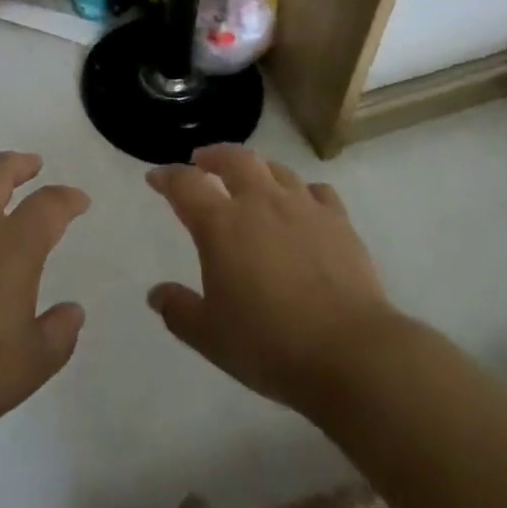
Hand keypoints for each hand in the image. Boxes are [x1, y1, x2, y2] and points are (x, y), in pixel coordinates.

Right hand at [146, 144, 399, 414]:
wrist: (350, 352)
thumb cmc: (269, 344)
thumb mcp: (210, 336)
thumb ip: (179, 311)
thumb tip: (156, 294)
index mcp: (221, 224)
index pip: (185, 184)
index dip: (167, 177)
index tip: (156, 177)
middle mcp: (260, 202)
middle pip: (233, 159)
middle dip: (213, 155)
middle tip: (203, 161)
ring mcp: (303, 206)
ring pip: (275, 169)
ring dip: (256, 169)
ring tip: (251, 179)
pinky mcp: (338, 220)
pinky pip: (317, 191)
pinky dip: (302, 191)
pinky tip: (302, 204)